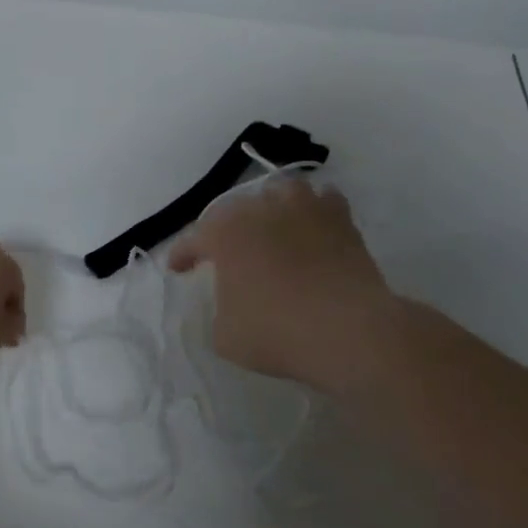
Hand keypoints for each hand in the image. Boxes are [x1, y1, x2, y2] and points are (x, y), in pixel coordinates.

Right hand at [170, 179, 394, 386]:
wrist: (349, 330)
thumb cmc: (276, 331)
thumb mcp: (225, 335)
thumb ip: (221, 309)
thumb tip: (234, 301)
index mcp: (224, 231)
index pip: (194, 239)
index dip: (183, 255)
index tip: (178, 269)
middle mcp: (260, 208)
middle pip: (235, 210)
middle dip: (227, 230)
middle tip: (227, 254)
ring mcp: (304, 207)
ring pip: (280, 193)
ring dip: (271, 208)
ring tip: (272, 229)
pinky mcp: (341, 218)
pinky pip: (322, 202)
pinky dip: (314, 212)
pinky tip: (313, 228)